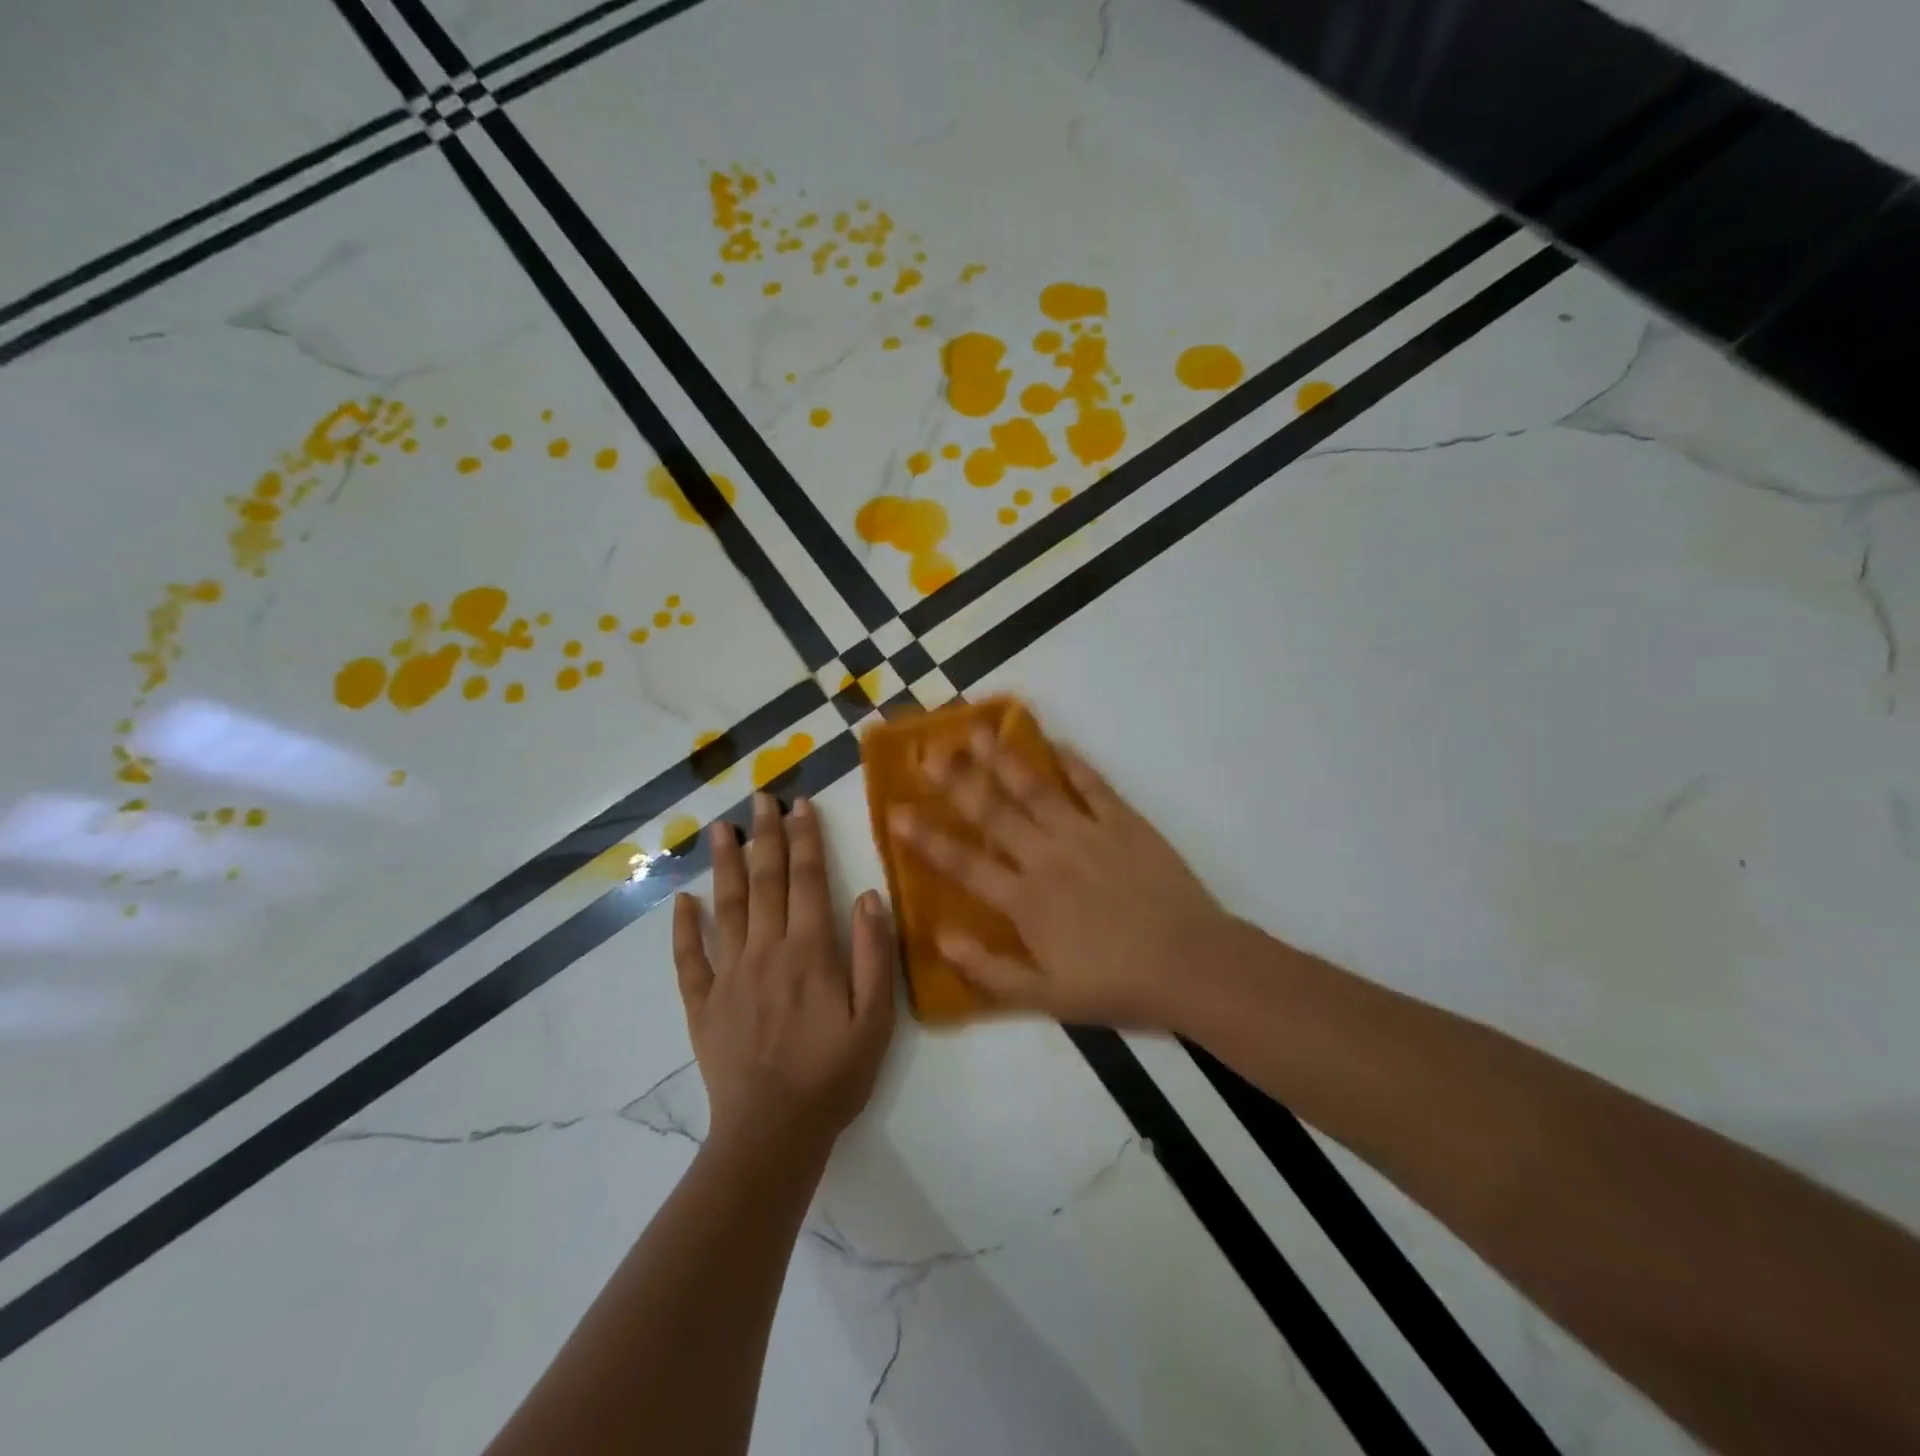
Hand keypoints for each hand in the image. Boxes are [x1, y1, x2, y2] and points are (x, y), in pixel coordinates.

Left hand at [672, 793, 896, 1159]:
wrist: (774, 1132)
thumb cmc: (833, 1073)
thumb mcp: (875, 1018)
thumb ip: (872, 953)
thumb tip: (867, 896)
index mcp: (809, 951)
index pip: (807, 880)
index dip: (805, 839)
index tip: (800, 805)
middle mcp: (765, 951)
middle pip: (765, 881)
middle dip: (764, 836)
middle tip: (759, 798)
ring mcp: (729, 975)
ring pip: (725, 907)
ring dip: (724, 864)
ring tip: (719, 828)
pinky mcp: (703, 1004)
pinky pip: (688, 958)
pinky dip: (683, 927)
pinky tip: (682, 899)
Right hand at [889, 727, 1237, 1029]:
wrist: (1193, 965)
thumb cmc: (1116, 984)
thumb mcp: (1045, 998)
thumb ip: (987, 969)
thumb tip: (939, 935)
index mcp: (1025, 900)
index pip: (964, 862)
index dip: (926, 837)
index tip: (895, 810)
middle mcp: (1048, 856)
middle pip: (994, 811)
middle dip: (957, 780)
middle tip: (928, 751)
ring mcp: (1087, 833)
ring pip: (1035, 788)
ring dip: (1003, 758)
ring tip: (976, 731)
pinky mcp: (1125, 822)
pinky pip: (1093, 785)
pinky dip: (1072, 762)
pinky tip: (1054, 743)